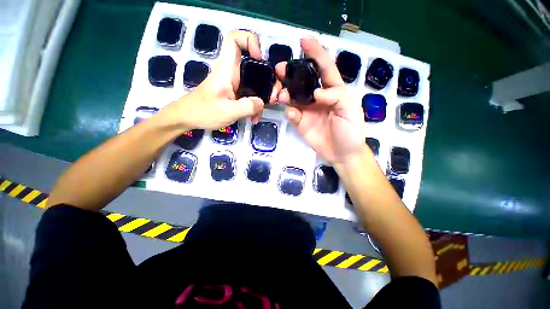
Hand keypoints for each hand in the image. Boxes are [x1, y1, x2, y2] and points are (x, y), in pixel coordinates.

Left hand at [162, 30, 281, 129]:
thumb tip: (262, 102)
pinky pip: (250, 95)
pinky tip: (255, 117)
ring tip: (266, 108)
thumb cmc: (204, 112)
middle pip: (253, 64)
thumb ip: (247, 107)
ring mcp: (234, 85)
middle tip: (272, 94)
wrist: (188, 118)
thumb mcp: (228, 111)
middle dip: (267, 77)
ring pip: (254, 82)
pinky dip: (255, 105)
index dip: (250, 41)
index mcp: (227, 70)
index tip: (260, 59)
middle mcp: (232, 73)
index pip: (235, 40)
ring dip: (263, 94)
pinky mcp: (235, 95)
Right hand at [276, 37, 366, 164]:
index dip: (315, 53)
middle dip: (291, 72)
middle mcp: (318, 97)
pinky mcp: (301, 122)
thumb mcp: (351, 111)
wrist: (342, 154)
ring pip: (293, 96)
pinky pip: (292, 113)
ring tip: (280, 95)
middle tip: (279, 70)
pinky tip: (291, 114)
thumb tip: (316, 92)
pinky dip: (289, 112)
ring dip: (285, 92)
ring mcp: (308, 110)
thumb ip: (336, 97)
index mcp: (333, 91)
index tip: (303, 41)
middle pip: (303, 80)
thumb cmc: (351, 132)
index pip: (324, 68)